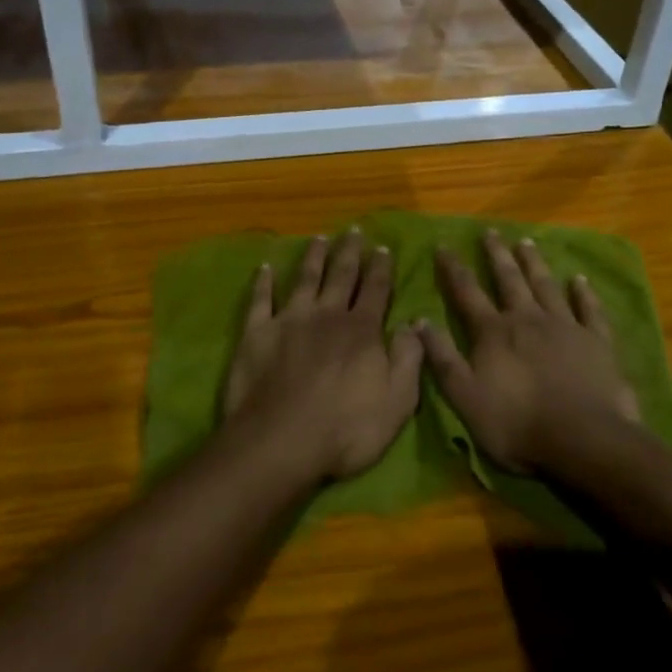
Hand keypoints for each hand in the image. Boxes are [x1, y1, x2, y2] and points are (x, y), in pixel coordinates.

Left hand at [224, 230, 422, 481]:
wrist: (282, 440)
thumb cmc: (346, 430)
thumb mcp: (397, 402)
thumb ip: (408, 359)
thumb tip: (413, 323)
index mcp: (361, 330)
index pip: (375, 290)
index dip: (380, 268)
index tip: (383, 248)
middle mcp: (327, 315)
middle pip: (340, 275)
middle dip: (349, 252)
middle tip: (353, 230)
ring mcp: (290, 319)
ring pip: (304, 279)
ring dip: (313, 257)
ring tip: (318, 238)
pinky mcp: (257, 332)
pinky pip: (261, 299)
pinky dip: (263, 281)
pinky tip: (265, 267)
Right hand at [416, 230, 641, 474]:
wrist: (584, 441)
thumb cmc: (517, 424)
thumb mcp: (465, 396)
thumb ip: (442, 357)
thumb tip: (418, 320)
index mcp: (493, 332)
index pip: (467, 292)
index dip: (453, 268)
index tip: (444, 245)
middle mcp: (527, 319)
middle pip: (509, 280)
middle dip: (497, 255)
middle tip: (491, 231)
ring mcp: (565, 327)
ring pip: (546, 286)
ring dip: (534, 263)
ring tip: (526, 242)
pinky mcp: (597, 342)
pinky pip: (589, 310)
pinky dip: (584, 293)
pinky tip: (580, 279)